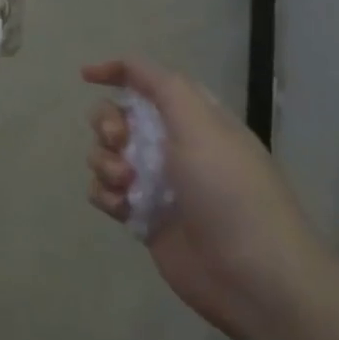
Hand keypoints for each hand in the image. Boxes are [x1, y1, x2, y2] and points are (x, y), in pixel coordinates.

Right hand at [82, 57, 327, 339]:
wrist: (251, 275)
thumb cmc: (229, 191)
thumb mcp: (201, 124)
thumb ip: (162, 86)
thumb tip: (126, 64)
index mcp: (193, 119)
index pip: (149, 82)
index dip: (118, 72)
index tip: (87, 77)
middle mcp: (173, 146)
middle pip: (117, 117)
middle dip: (107, 124)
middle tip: (120, 141)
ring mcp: (156, 183)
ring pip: (105, 155)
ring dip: (104, 163)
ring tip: (125, 184)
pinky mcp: (142, 216)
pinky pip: (104, 192)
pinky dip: (106, 195)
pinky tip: (122, 208)